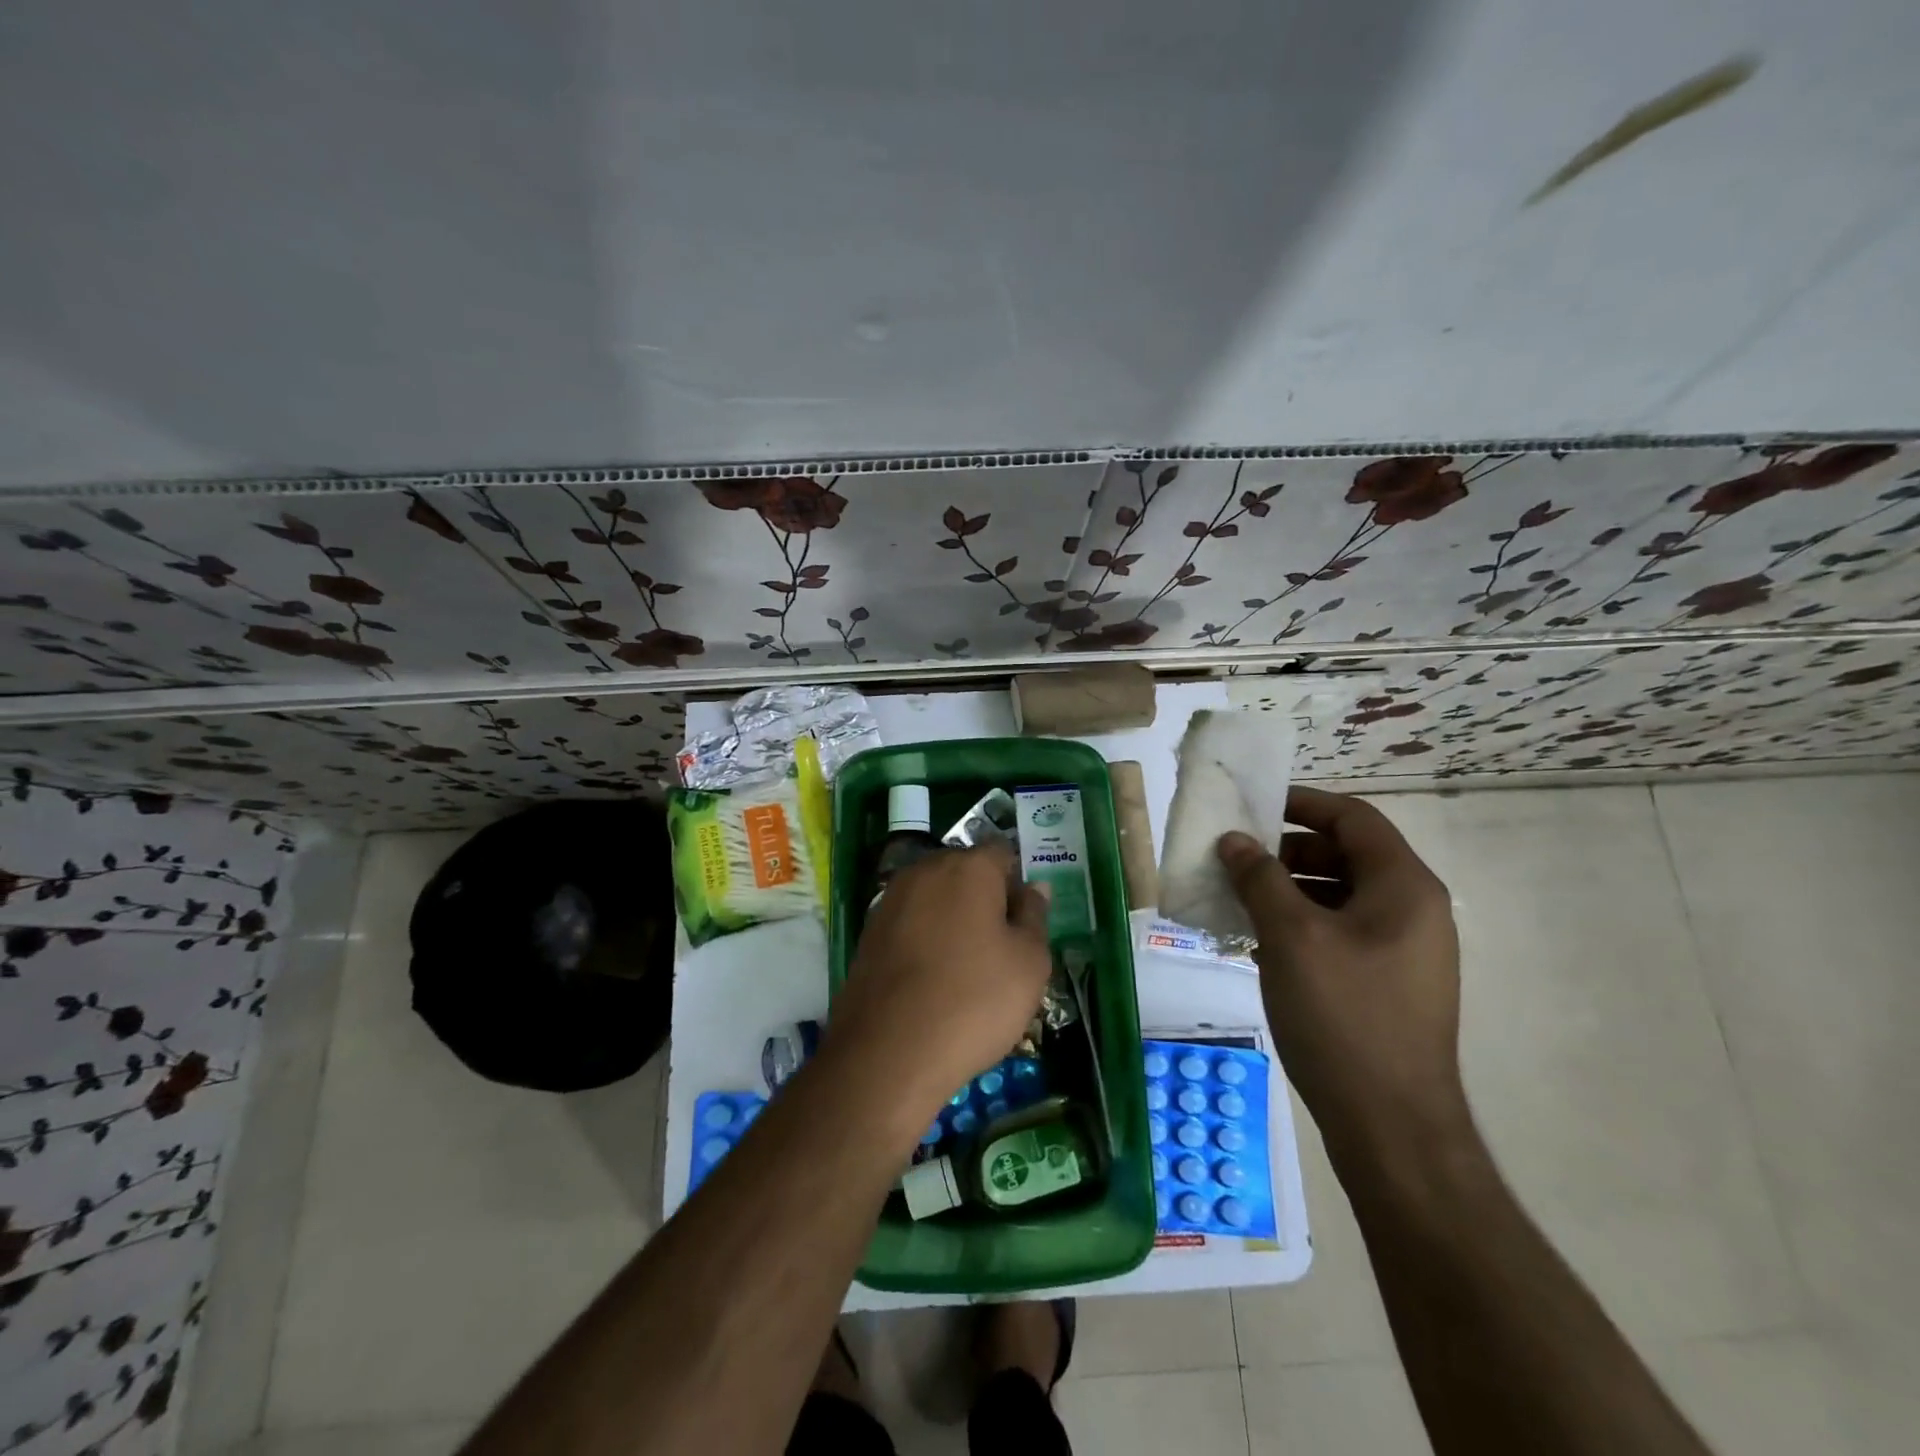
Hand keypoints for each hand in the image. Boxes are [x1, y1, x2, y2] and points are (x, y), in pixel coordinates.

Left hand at [827, 842, 1052, 1121]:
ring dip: (953, 919)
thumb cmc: (974, 1001)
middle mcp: (925, 870)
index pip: (1003, 853)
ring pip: (935, 897)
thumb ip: (1034, 916)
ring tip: (967, 969)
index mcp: (968, 867)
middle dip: (985, 898)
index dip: (1019, 883)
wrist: (888, 1053)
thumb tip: (1033, 887)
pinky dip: (925, 939)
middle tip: (1001, 948)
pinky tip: (933, 980)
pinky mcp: (868, 932)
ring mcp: (890, 900)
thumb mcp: (1029, 963)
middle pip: (965, 872)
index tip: (1026, 923)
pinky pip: (910, 923)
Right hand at [1217, 786, 1468, 1167]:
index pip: (1353, 818)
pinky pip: (1340, 933)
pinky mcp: (1387, 983)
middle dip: (1286, 852)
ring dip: (1288, 890)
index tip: (1252, 806)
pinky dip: (1300, 925)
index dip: (1302, 804)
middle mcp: (1413, 910)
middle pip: (1346, 855)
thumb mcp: (1291, 936)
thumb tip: (1235, 840)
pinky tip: (1258, 944)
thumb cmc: (1343, 1015)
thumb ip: (1260, 878)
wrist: (1391, 1127)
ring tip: (1238, 902)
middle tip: (1236, 860)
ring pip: (1339, 896)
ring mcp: (1403, 950)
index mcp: (1404, 887)